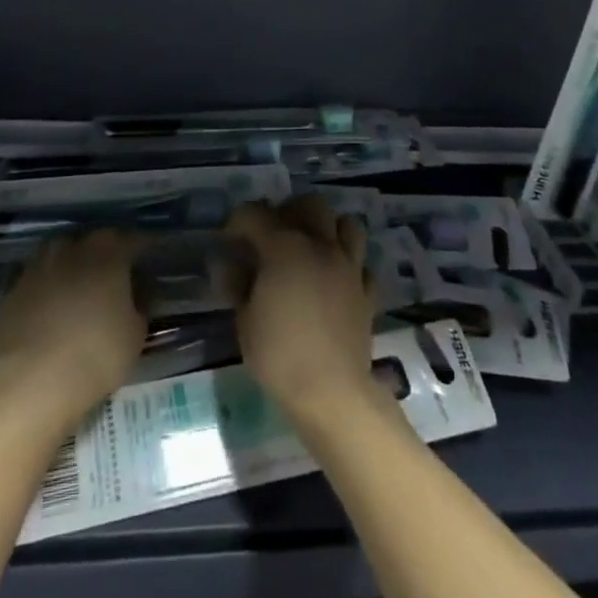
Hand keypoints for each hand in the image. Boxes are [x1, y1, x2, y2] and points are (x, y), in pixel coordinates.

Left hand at [0, 230, 147, 432]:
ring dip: (71, 264)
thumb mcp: (135, 333)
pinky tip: (48, 304)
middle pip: (93, 241)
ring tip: (79, 285)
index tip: (150, 257)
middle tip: (114, 273)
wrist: (33, 381)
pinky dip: (45, 285)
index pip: (133, 239)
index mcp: (108, 251)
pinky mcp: (12, 288)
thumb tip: (140, 291)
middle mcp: (72, 247)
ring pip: (60, 253)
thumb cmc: (96, 354)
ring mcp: (38, 265)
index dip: (144, 248)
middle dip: (106, 252)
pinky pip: (35, 278)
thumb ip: (140, 304)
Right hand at [224, 196, 376, 425]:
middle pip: (310, 205)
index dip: (238, 221)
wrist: (331, 392)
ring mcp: (349, 266)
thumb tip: (229, 264)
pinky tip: (336, 281)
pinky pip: (361, 264)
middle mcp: (320, 246)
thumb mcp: (244, 320)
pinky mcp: (367, 291)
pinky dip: (349, 265)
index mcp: (285, 247)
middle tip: (275, 235)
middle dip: (290, 211)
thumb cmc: (279, 354)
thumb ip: (237, 284)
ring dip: (328, 229)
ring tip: (311, 249)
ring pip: (347, 224)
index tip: (229, 240)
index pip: (256, 214)